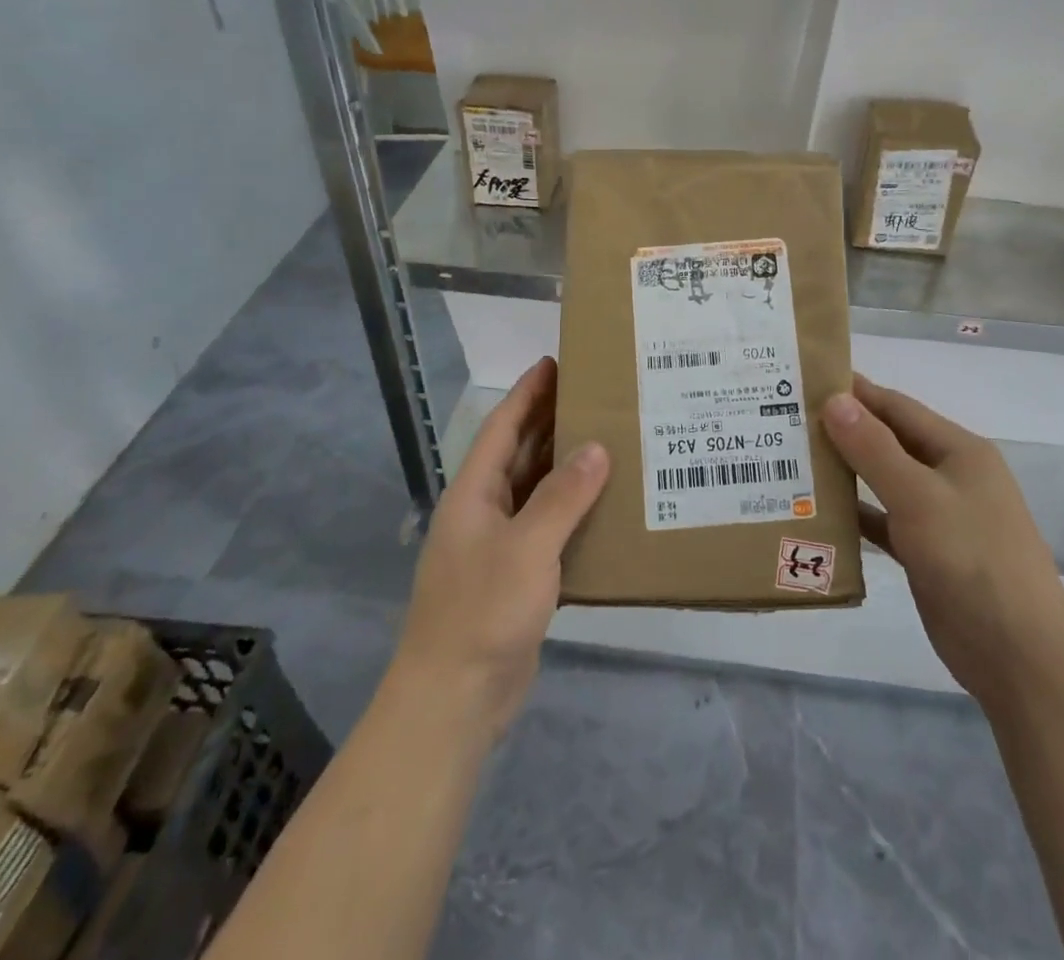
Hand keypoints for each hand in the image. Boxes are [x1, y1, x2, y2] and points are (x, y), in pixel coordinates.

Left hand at [390, 357, 608, 742]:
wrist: (453, 701)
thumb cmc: (482, 612)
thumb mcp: (526, 547)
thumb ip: (563, 496)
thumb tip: (597, 447)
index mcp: (474, 494)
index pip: (502, 428)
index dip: (527, 394)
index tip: (554, 362)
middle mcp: (484, 512)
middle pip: (519, 454)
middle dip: (550, 422)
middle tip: (594, 393)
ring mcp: (499, 546)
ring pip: (536, 491)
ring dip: (566, 466)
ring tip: (609, 438)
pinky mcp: (517, 577)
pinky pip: (548, 528)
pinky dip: (574, 511)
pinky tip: (606, 505)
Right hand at [823, 375, 1063, 707]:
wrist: (1019, 656)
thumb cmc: (972, 561)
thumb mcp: (920, 497)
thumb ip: (874, 448)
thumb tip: (834, 399)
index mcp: (958, 450)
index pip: (897, 406)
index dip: (855, 391)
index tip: (806, 379)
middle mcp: (949, 476)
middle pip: (888, 442)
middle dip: (843, 430)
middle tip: (788, 420)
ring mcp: (939, 516)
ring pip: (883, 481)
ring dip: (845, 471)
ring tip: (793, 459)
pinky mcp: (927, 553)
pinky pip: (883, 521)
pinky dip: (855, 514)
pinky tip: (818, 512)